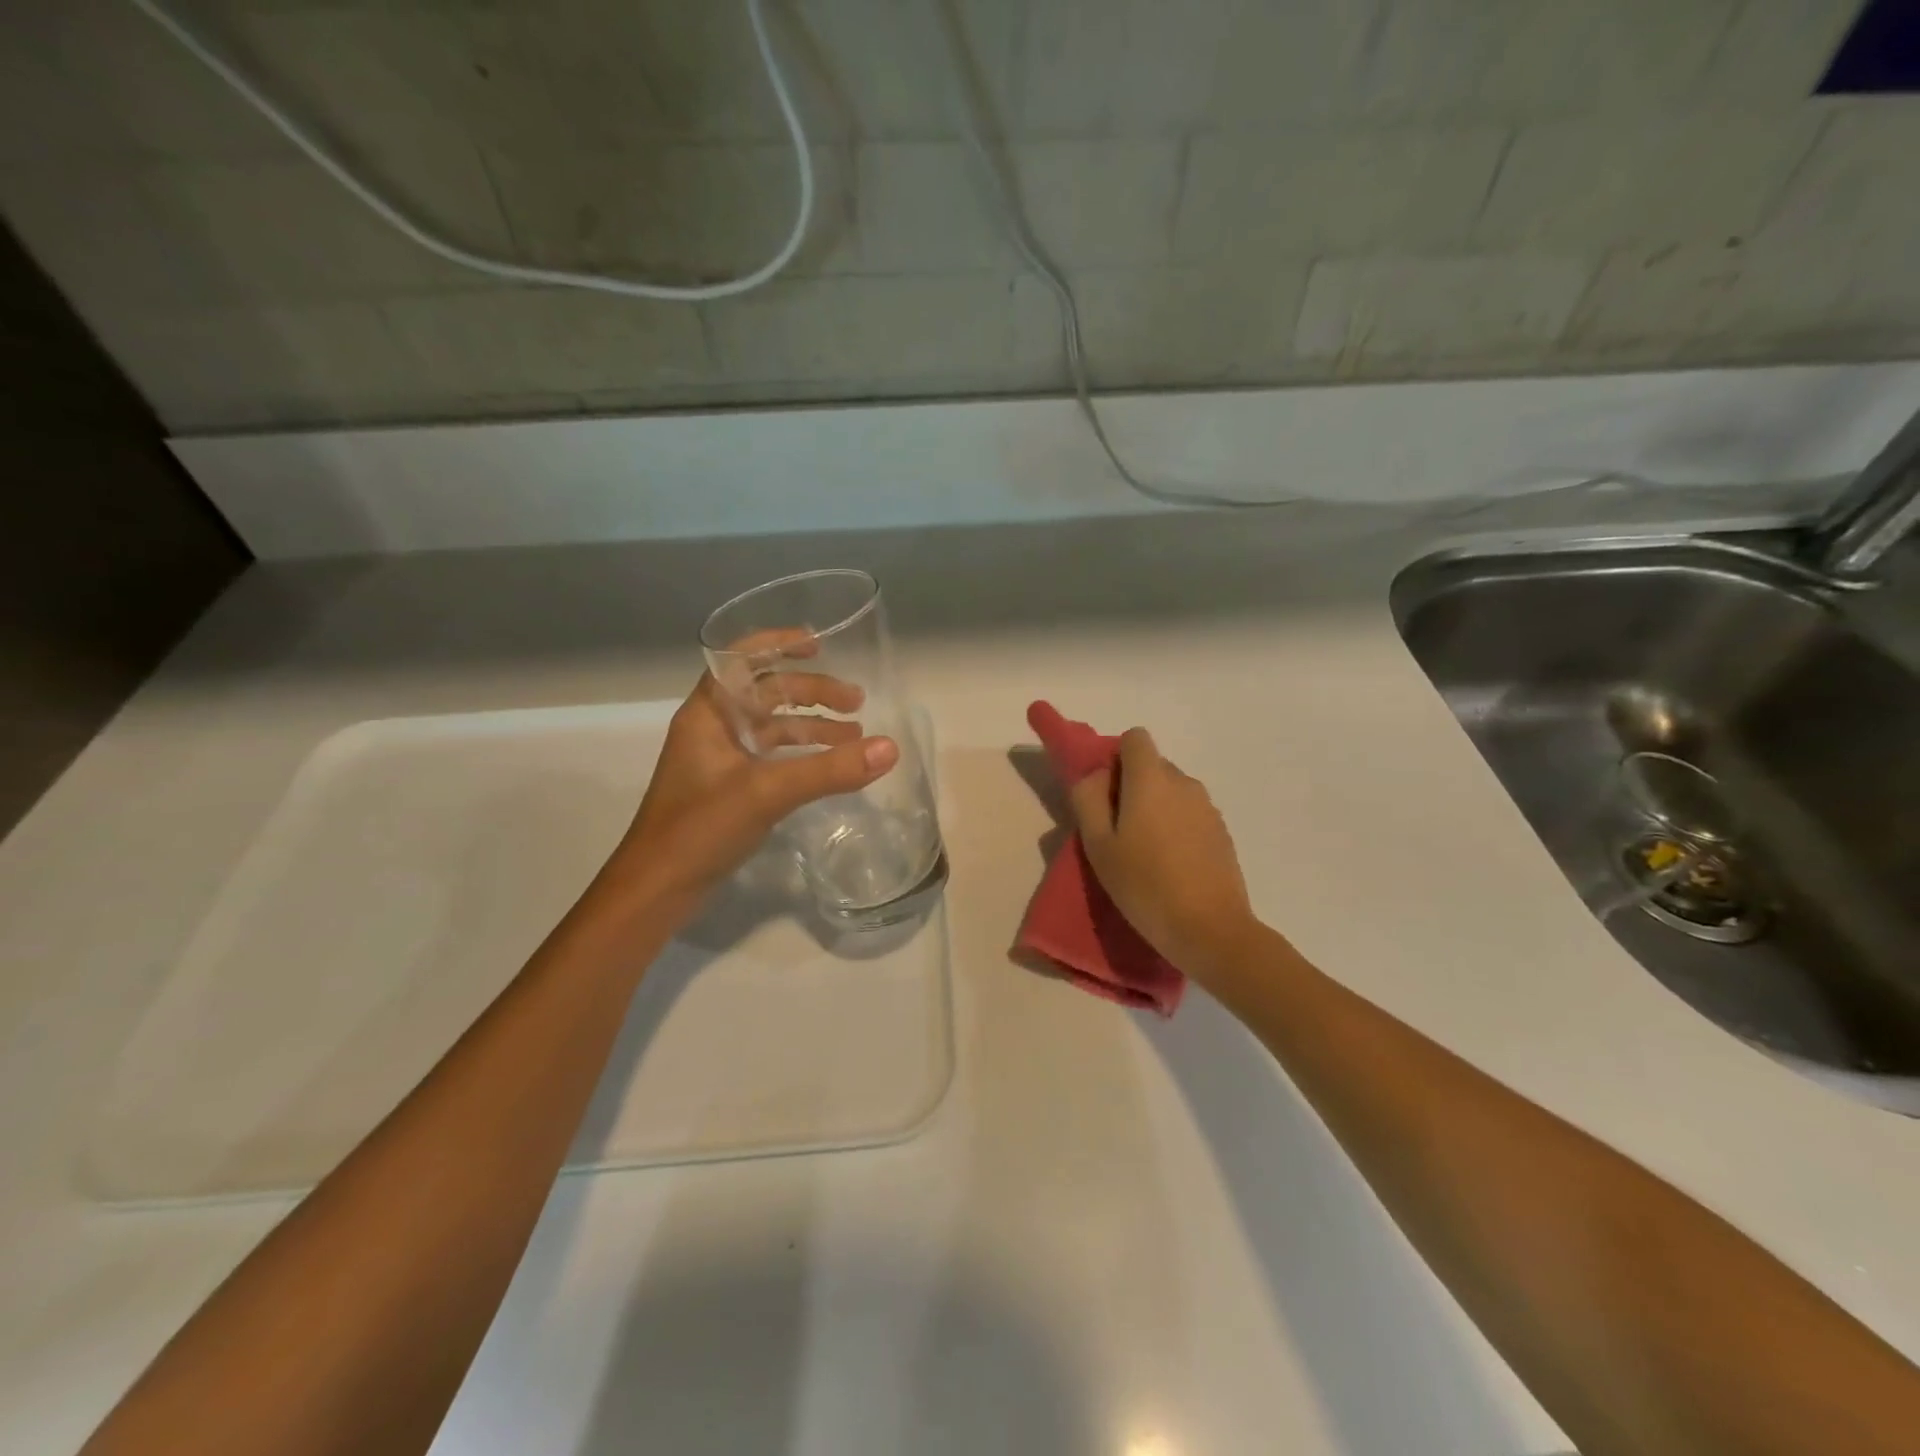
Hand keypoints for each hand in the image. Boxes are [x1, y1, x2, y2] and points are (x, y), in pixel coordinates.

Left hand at [602, 670, 898, 914]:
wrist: (656, 889)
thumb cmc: (699, 828)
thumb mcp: (767, 792)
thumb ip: (829, 770)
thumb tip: (889, 748)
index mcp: (709, 713)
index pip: (741, 659)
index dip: (778, 644)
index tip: (820, 644)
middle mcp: (713, 728)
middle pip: (765, 692)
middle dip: (811, 692)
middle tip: (857, 703)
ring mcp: (720, 760)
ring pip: (772, 727)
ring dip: (812, 726)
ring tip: (855, 735)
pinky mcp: (729, 789)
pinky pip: (772, 757)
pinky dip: (802, 755)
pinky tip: (830, 767)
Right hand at [1069, 727, 1257, 977]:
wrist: (1210, 930)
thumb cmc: (1145, 885)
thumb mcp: (1099, 845)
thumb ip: (1088, 799)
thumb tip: (1094, 775)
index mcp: (1152, 779)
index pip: (1135, 739)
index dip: (1115, 758)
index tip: (1105, 795)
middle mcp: (1184, 783)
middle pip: (1152, 766)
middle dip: (1132, 787)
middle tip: (1116, 832)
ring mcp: (1208, 808)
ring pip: (1172, 792)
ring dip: (1154, 809)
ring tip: (1143, 854)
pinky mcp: (1222, 833)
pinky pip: (1189, 815)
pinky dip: (1175, 828)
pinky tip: (1170, 867)